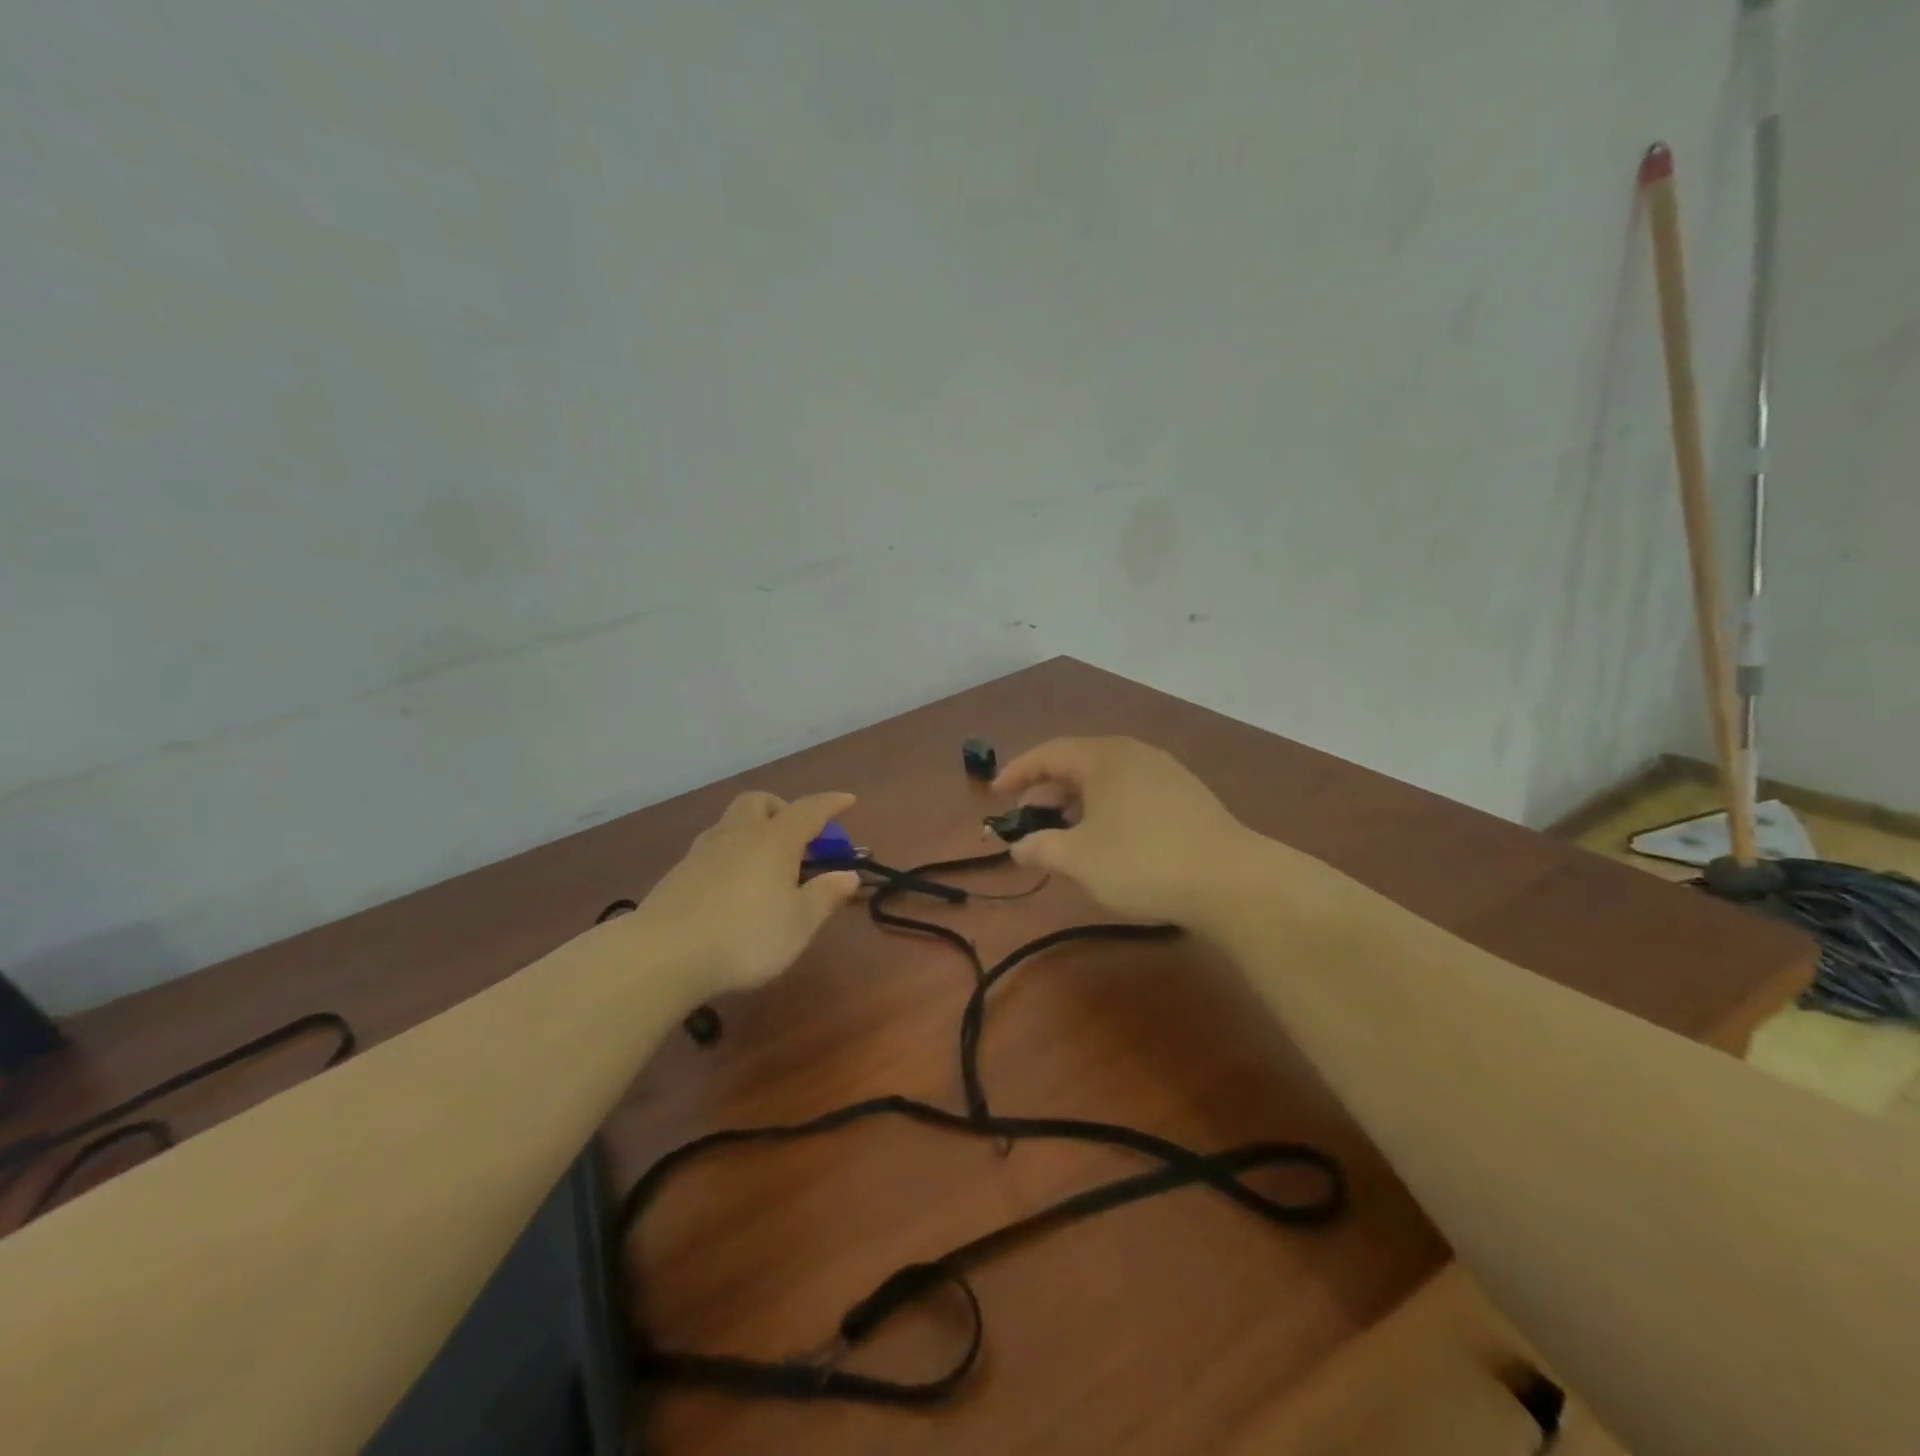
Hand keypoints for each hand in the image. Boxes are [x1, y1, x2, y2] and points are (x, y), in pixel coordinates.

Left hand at [636, 790, 862, 998]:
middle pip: (759, 802)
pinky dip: (731, 855)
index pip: (808, 810)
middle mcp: (738, 835)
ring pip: (731, 823)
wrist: (663, 956)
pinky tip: (733, 885)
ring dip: (753, 830)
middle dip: (782, 808)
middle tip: (797, 836)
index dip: (831, 803)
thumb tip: (848, 874)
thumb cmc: (745, 937)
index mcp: (774, 840)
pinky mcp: (678, 874)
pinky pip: (712, 849)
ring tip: (765, 863)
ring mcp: (702, 852)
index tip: (848, 799)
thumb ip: (824, 896)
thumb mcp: (799, 924)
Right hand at [993, 737, 1259, 923]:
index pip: (1048, 753)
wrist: (1231, 880)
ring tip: (1062, 834)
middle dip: (1046, 791)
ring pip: (1106, 780)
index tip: (995, 792)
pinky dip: (1105, 810)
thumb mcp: (1078, 859)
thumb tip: (1018, 847)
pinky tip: (1106, 840)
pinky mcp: (1187, 797)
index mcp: (1104, 756)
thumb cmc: (1142, 861)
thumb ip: (1040, 848)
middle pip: (1078, 764)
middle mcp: (1134, 754)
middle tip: (1026, 819)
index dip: (1017, 772)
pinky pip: (1130, 793)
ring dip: (1076, 803)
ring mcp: (1165, 773)